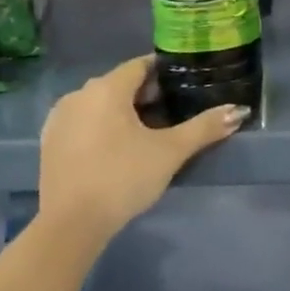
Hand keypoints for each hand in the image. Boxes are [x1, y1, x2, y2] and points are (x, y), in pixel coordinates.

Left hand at [38, 55, 246, 242]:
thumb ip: (204, 128)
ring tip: (147, 133)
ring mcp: (59, 118)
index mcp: (106, 88)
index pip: (140, 65)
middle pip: (119, 83)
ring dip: (122, 111)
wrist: (71, 224)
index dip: (164, 73)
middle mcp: (78, 94)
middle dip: (146, 94)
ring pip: (99, 103)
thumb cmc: (124, 178)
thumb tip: (239, 111)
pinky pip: (82, 122)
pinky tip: (116, 149)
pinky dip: (101, 126)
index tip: (184, 85)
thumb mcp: (170, 152)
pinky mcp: (50, 142)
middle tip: (172, 113)